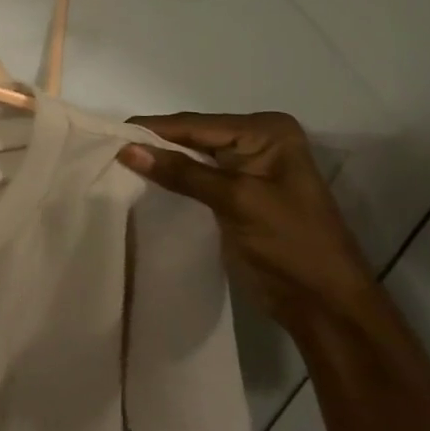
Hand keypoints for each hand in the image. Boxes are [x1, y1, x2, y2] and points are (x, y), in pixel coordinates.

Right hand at [119, 111, 375, 331]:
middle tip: (104, 148)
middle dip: (153, 143)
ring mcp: (246, 167)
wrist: (325, 305)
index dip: (152, 130)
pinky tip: (140, 179)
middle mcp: (257, 140)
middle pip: (191, 136)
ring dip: (158, 160)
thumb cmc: (292, 245)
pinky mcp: (235, 192)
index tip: (106, 134)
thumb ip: (181, 173)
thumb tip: (126, 149)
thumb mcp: (236, 201)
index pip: (196, 125)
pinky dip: (169, 177)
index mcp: (267, 131)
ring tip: (113, 161)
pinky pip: (193, 175)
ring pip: (189, 155)